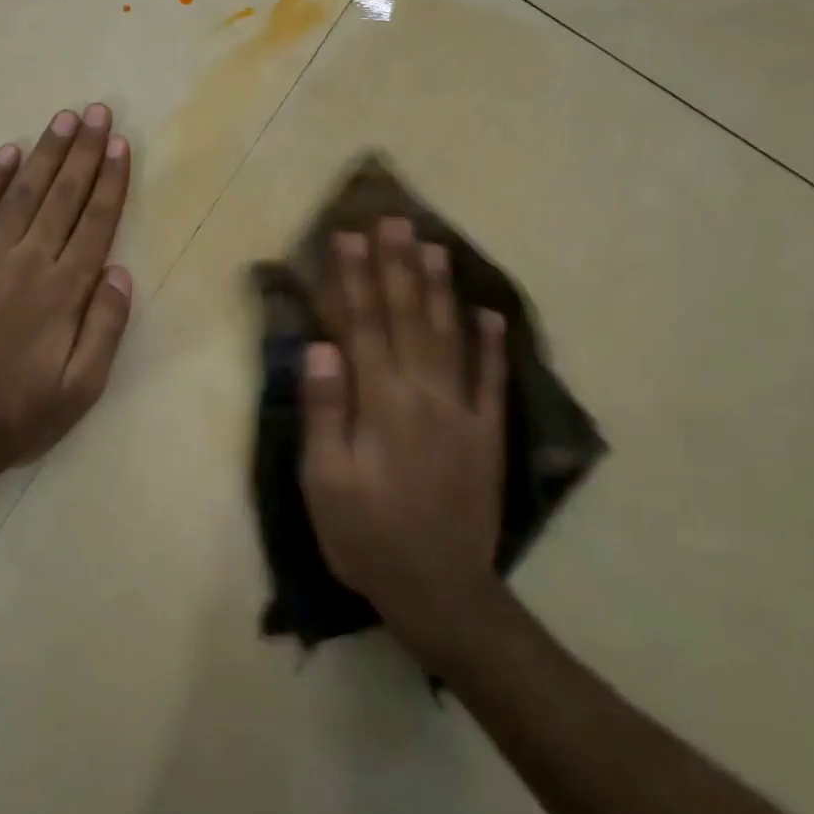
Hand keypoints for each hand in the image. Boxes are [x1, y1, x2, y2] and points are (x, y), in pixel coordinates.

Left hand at [0, 104, 133, 481]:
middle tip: (98, 112)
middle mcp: (28, 263)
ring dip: (46, 154)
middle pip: (63, 196)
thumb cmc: (17, 414)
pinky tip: (7, 152)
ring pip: (21, 194)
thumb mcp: (81, 389)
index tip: (121, 145)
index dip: (111, 181)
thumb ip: (105, 327)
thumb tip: (121, 272)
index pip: (96, 223)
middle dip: (84, 152)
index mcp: (64, 292)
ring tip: (64, 119)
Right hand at [299, 218, 507, 656]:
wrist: (442, 593)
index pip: (362, 325)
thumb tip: (321, 347)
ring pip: (449, 336)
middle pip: (407, 317)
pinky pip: (492, 380)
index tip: (347, 236)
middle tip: (393, 220)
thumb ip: (326, 412)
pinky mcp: (487, 434)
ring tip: (434, 246)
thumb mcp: (326, 482)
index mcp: (380, 403)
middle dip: (396, 266)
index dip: (352, 279)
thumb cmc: (368, 537)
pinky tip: (491, 314)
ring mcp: (462, 411)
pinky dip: (492, 344)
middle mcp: (423, 394)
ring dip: (439, 289)